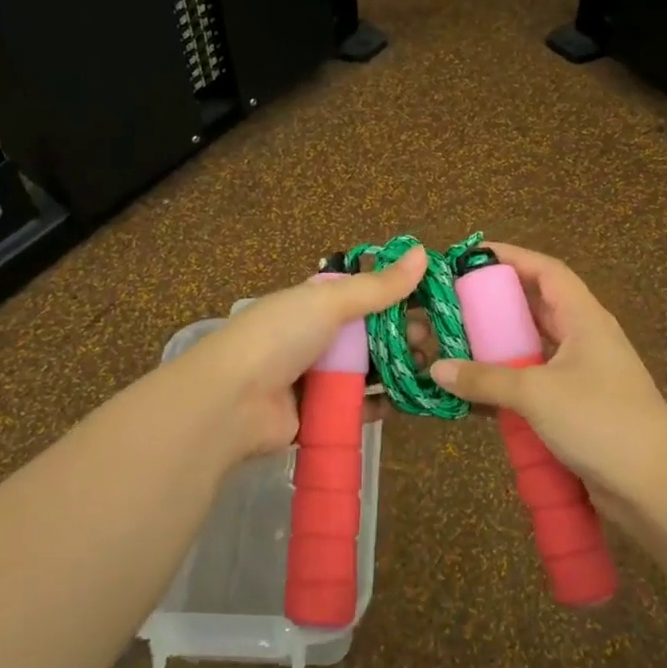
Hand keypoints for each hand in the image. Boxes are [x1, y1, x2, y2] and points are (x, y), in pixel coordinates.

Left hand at [175, 247, 428, 464]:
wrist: (232, 401)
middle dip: (402, 337)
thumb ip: (377, 286)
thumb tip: (421, 252)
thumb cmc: (280, 337)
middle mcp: (315, 339)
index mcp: (313, 305)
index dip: (396, 299)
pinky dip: (381, 404)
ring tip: (431, 371)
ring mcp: (315, 378)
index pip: (363, 297)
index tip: (431, 305)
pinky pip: (356, 407)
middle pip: (368, 336)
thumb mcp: (329, 302)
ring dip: (396, 370)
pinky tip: (409, 401)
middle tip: (434, 342)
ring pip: (365, 372)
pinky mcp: (317, 415)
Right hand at [428, 243, 666, 558]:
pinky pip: (536, 381)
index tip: (471, 256)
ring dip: (500, 344)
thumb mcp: (537, 394)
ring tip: (458, 341)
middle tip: (455, 301)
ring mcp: (583, 374)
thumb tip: (436, 368)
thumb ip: (485, 379)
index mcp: (584, 319)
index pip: (546, 271)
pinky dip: (508, 381)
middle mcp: (584, 338)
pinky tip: (477, 390)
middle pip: (538, 306)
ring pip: (535, 346)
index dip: (512, 257)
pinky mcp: (578, 406)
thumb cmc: (600, 421)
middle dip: (498, 302)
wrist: (656, 486)